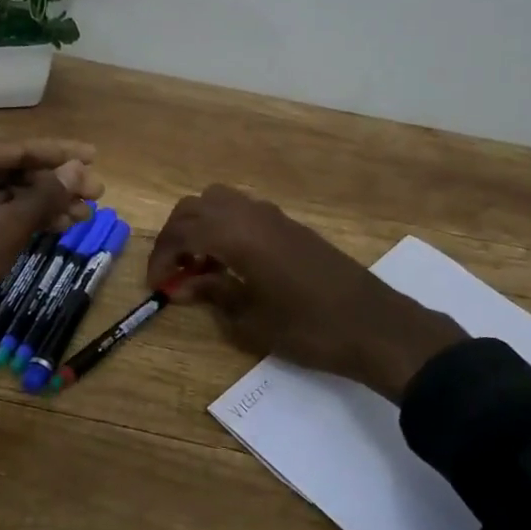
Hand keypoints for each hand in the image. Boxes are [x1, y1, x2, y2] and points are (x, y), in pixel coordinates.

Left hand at [0, 139, 104, 369]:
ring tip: (85, 214)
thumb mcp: (5, 228)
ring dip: (45, 204)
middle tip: (97, 193)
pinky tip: (58, 227)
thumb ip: (46, 196)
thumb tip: (80, 168)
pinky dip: (26, 220)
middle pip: (13, 170)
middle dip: (55, 183)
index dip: (60, 154)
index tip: (95, 156)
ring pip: (7, 195)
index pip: (17, 148)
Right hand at [147, 185, 466, 400]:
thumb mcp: (251, 319)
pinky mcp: (291, 226)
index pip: (182, 231)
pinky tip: (231, 261)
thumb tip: (181, 286)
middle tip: (173, 271)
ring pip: (221, 202)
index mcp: (237, 234)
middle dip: (177, 235)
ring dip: (201, 226)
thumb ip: (213, 294)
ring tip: (200, 264)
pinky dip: (225, 227)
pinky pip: (244, 211)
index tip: (156, 285)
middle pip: (197, 206)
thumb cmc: (308, 327)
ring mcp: (274, 216)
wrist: (374, 325)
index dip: (162, 257)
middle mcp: (252, 214)